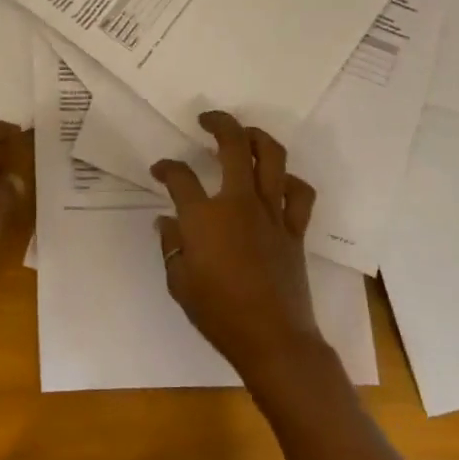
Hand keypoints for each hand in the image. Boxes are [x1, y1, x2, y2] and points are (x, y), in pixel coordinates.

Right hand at [152, 111, 328, 383]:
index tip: (159, 170)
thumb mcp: (179, 281)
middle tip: (206, 120)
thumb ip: (171, 246)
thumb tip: (166, 222)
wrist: (273, 339)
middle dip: (218, 124)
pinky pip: (299, 193)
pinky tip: (278, 182)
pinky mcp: (294, 229)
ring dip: (257, 138)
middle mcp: (238, 203)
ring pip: (271, 157)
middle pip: (233, 145)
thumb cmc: (218, 313)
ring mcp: (271, 213)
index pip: (179, 176)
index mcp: (203, 216)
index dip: (166, 168)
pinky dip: (290, 180)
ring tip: (245, 135)